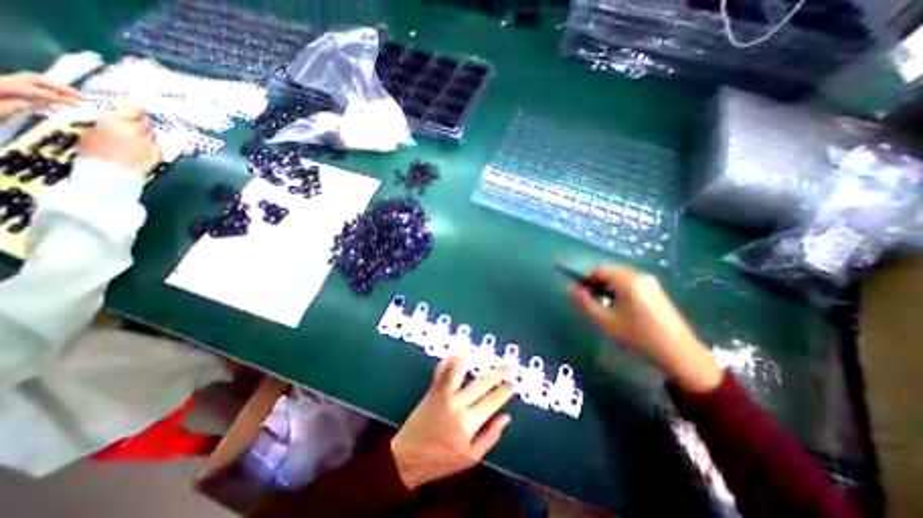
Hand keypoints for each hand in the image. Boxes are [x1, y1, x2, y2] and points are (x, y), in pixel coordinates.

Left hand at [0, 70, 78, 119]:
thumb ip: (12, 105)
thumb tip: (33, 102)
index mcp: (1, 87)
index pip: (34, 90)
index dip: (57, 97)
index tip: (79, 104)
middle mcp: (0, 82)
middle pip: (31, 79)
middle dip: (56, 86)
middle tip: (78, 95)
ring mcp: (1, 85)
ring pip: (27, 80)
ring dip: (50, 87)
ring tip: (70, 95)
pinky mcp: (4, 91)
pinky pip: (22, 86)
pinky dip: (40, 90)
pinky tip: (52, 98)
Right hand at [78, 103, 161, 173]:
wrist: (110, 174)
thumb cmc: (93, 153)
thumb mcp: (92, 131)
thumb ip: (108, 123)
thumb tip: (117, 118)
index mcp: (116, 122)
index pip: (134, 109)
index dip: (134, 109)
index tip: (133, 109)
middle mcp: (137, 131)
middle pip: (145, 122)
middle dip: (140, 122)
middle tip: (133, 125)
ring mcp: (150, 143)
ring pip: (152, 134)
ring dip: (145, 134)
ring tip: (134, 139)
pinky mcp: (159, 153)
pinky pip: (155, 145)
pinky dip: (149, 145)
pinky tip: (140, 149)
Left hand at [392, 356, 516, 489]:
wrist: (407, 457)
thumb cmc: (441, 459)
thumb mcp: (470, 457)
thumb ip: (490, 436)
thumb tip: (506, 417)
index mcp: (468, 423)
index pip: (492, 401)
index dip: (505, 391)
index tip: (513, 383)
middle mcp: (457, 404)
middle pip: (481, 383)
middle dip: (498, 373)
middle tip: (509, 365)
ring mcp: (443, 393)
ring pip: (459, 369)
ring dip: (472, 357)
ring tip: (482, 352)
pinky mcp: (433, 389)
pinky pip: (441, 369)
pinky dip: (450, 359)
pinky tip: (458, 353)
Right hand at [568, 264, 724, 391]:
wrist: (679, 354)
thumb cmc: (637, 336)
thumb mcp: (605, 321)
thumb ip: (585, 302)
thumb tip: (570, 288)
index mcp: (628, 281)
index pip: (599, 269)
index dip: (585, 278)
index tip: (578, 292)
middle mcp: (640, 276)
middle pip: (610, 272)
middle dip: (595, 283)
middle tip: (589, 299)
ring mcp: (651, 283)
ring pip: (620, 277)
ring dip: (607, 286)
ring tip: (602, 305)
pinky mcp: (657, 291)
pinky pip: (631, 283)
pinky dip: (619, 290)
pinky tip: (619, 307)